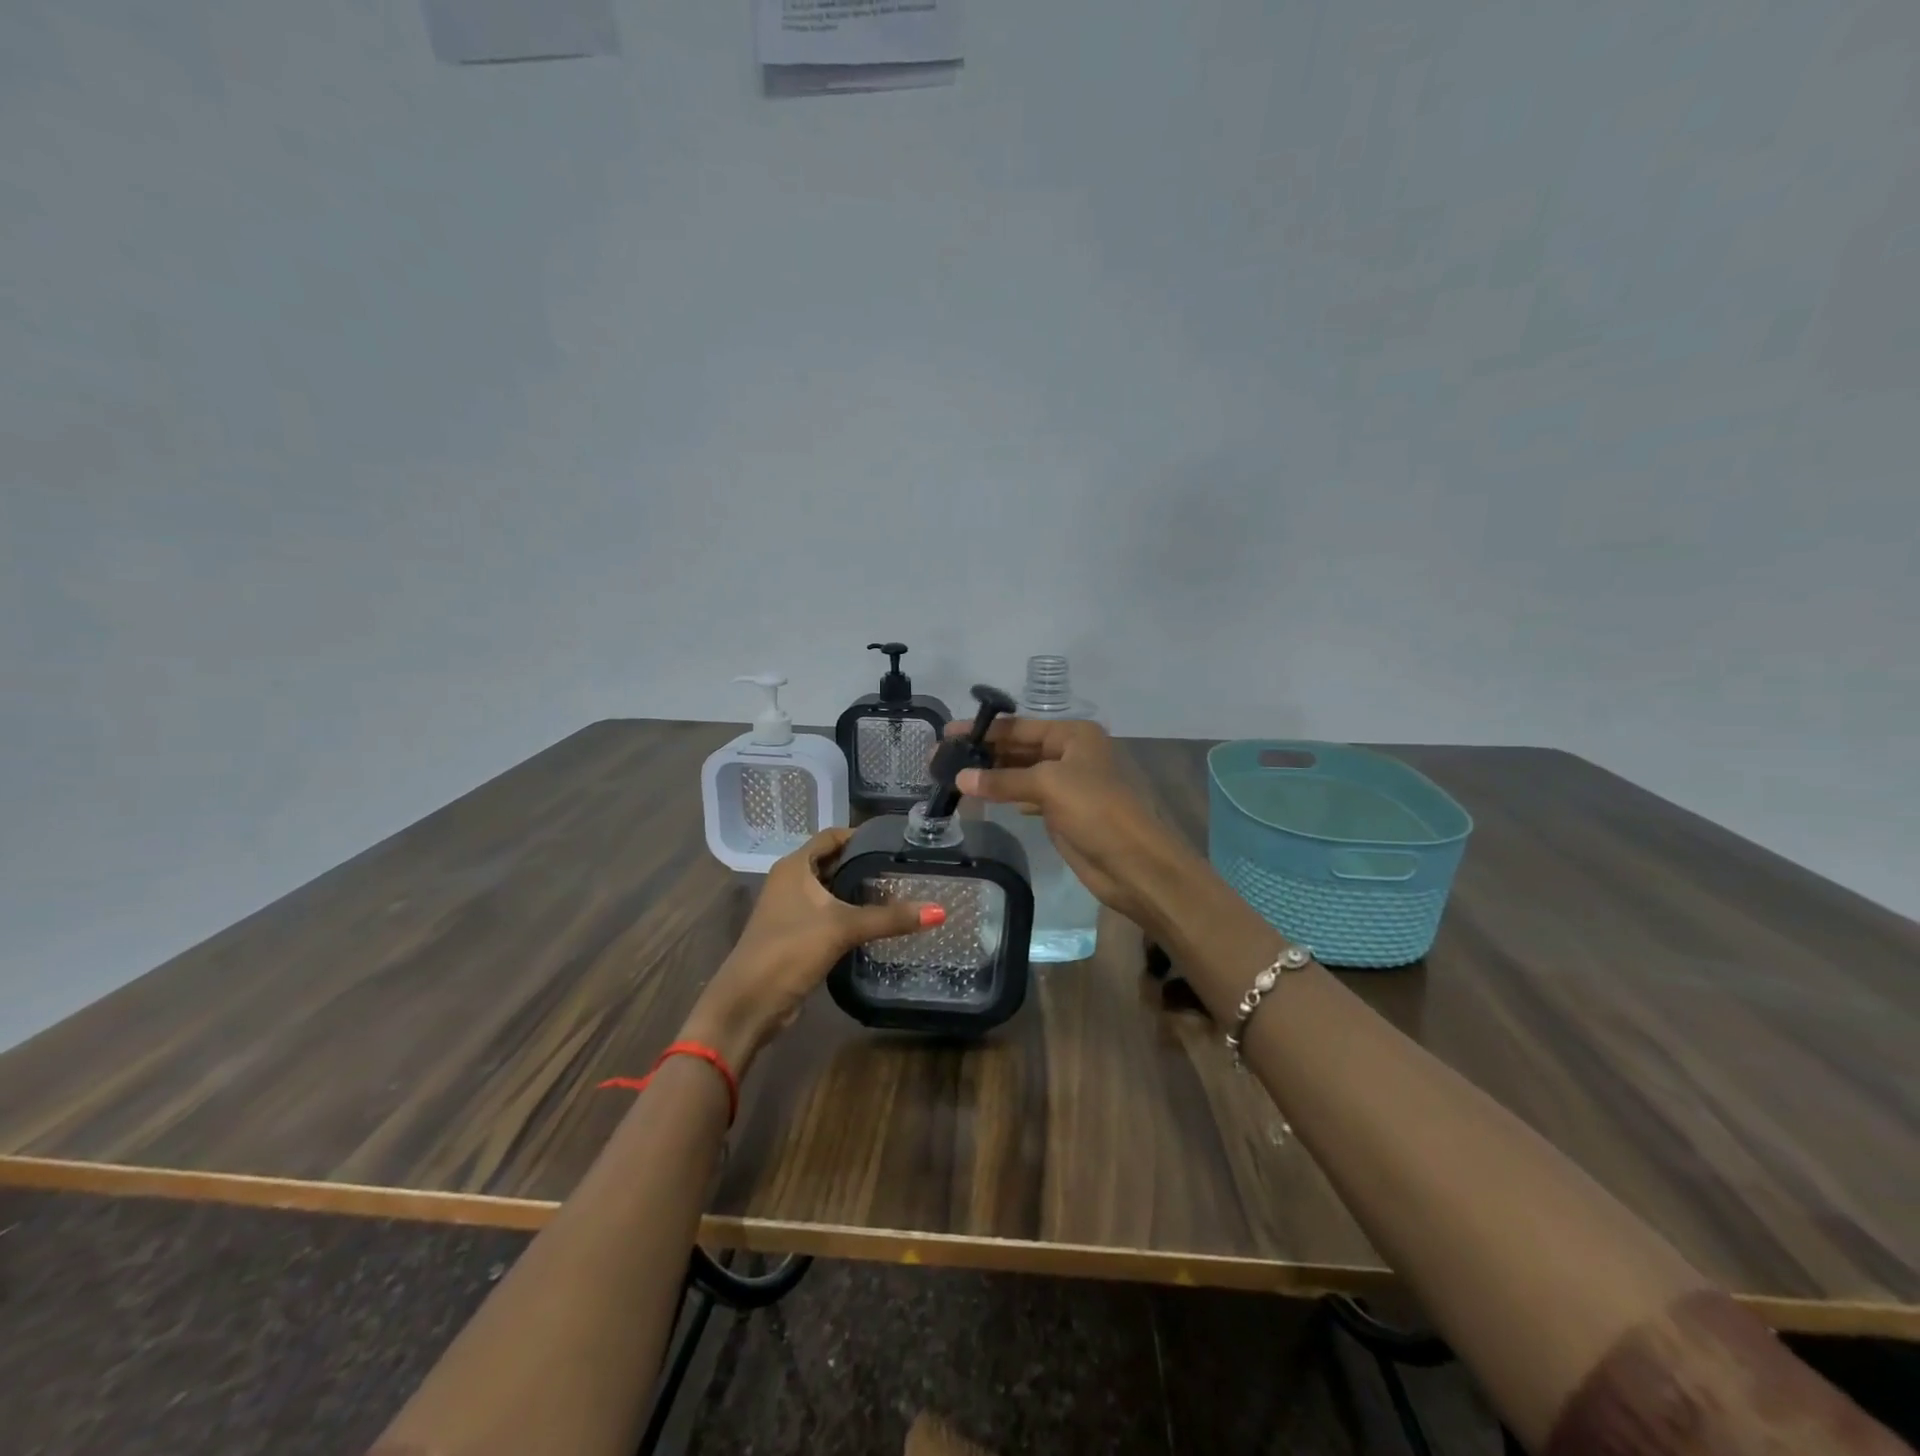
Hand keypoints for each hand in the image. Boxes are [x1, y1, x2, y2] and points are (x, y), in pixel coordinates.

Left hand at [682, 827, 941, 1072]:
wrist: (749, 1004)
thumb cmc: (790, 950)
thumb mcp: (842, 928)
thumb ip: (889, 918)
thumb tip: (939, 911)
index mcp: (794, 866)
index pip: (831, 836)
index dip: (861, 836)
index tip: (896, 841)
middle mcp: (790, 881)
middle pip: (832, 862)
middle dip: (864, 864)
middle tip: (903, 868)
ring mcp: (790, 909)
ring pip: (830, 891)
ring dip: (857, 891)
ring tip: (898, 892)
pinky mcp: (795, 935)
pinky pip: (827, 915)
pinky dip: (849, 914)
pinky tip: (875, 922)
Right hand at [949, 717, 1196, 935]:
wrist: (1134, 863)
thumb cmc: (1096, 810)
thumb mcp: (1048, 785)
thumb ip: (1002, 781)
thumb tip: (960, 779)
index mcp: (1074, 735)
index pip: (1019, 727)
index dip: (982, 730)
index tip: (947, 734)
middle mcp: (1071, 753)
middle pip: (1018, 748)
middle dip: (983, 753)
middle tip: (941, 759)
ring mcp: (1068, 784)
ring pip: (1021, 773)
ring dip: (991, 775)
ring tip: (953, 777)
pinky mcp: (1063, 812)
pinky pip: (1027, 796)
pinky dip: (1005, 796)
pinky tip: (982, 798)